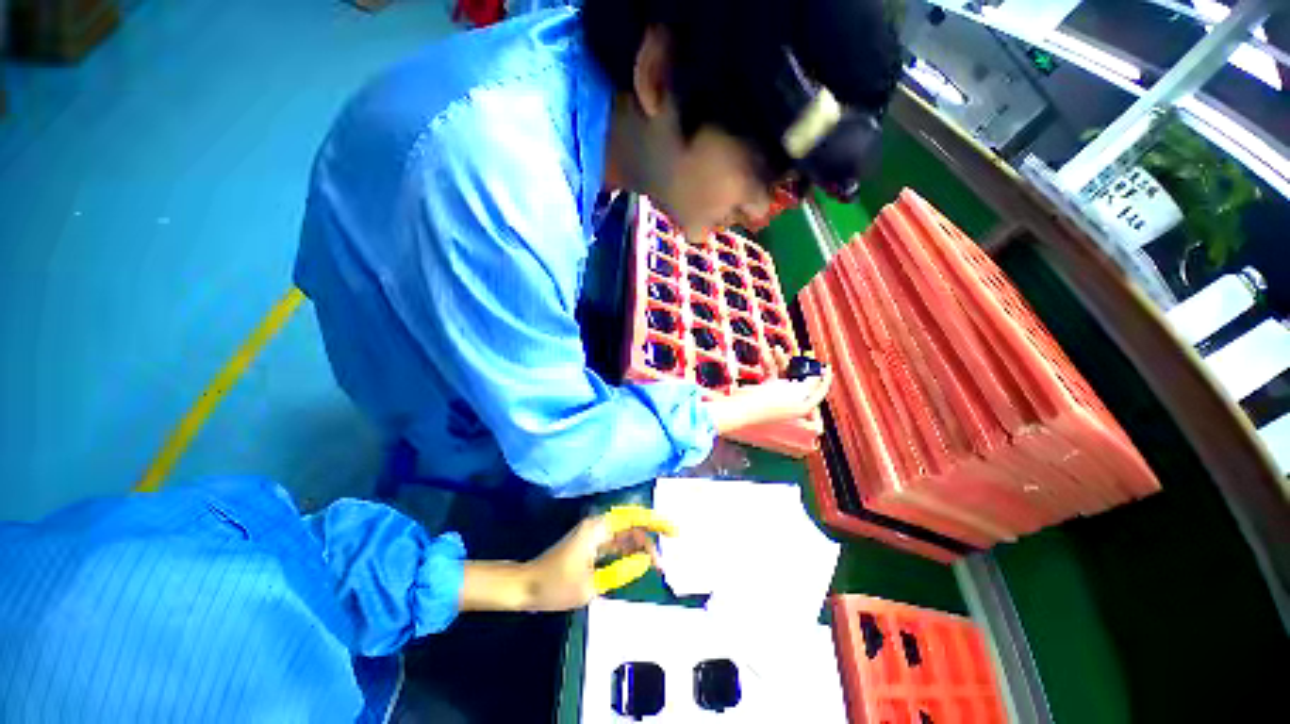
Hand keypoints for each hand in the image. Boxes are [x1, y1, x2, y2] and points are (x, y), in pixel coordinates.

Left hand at [462, 506, 676, 612]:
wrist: (527, 587)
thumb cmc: (556, 585)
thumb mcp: (591, 585)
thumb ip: (620, 571)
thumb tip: (644, 562)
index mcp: (598, 529)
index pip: (634, 518)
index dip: (655, 522)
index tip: (673, 531)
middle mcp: (598, 526)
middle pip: (632, 526)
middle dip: (651, 539)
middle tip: (664, 560)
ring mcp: (594, 535)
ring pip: (625, 535)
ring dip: (641, 546)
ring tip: (657, 564)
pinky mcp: (591, 545)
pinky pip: (616, 544)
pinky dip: (630, 551)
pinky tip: (640, 562)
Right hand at [705, 350, 832, 432]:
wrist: (741, 408)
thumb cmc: (768, 402)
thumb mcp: (792, 391)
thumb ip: (808, 383)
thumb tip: (817, 376)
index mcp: (803, 405)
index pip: (819, 391)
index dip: (824, 378)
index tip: (827, 365)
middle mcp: (793, 400)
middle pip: (802, 379)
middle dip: (801, 365)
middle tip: (804, 352)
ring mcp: (779, 395)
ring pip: (786, 374)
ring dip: (782, 361)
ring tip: (777, 349)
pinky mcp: (766, 389)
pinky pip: (773, 373)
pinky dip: (771, 364)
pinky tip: (767, 353)